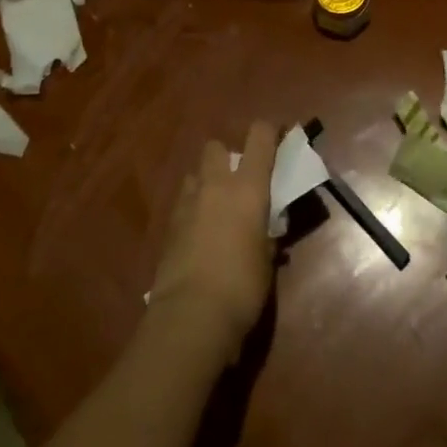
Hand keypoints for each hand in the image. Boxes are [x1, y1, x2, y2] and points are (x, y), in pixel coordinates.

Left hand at [149, 121, 277, 362]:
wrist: (191, 314)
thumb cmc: (243, 286)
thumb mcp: (266, 260)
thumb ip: (266, 236)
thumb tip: (266, 232)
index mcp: (248, 188)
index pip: (259, 138)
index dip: (269, 131)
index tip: (277, 136)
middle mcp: (216, 185)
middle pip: (216, 147)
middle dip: (227, 156)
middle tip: (239, 181)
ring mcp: (188, 203)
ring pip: (195, 174)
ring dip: (206, 183)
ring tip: (217, 208)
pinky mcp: (168, 225)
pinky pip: (183, 203)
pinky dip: (193, 209)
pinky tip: (200, 234)